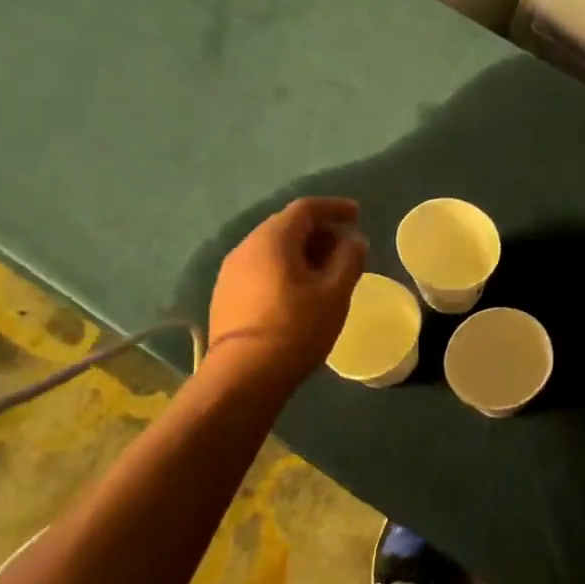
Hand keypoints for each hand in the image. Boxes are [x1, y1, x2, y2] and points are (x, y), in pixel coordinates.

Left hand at [207, 198, 367, 389]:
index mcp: (272, 239)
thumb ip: (349, 259)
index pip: (306, 208)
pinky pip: (262, 268)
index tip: (358, 215)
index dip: (335, 208)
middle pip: (287, 226)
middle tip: (346, 248)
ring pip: (273, 248)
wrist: (244, 376)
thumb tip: (354, 240)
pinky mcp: (226, 295)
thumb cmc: (296, 329)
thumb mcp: (335, 293)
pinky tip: (301, 292)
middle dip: (320, 231)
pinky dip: (285, 268)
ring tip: (327, 272)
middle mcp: (246, 247)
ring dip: (303, 251)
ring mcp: (231, 272)